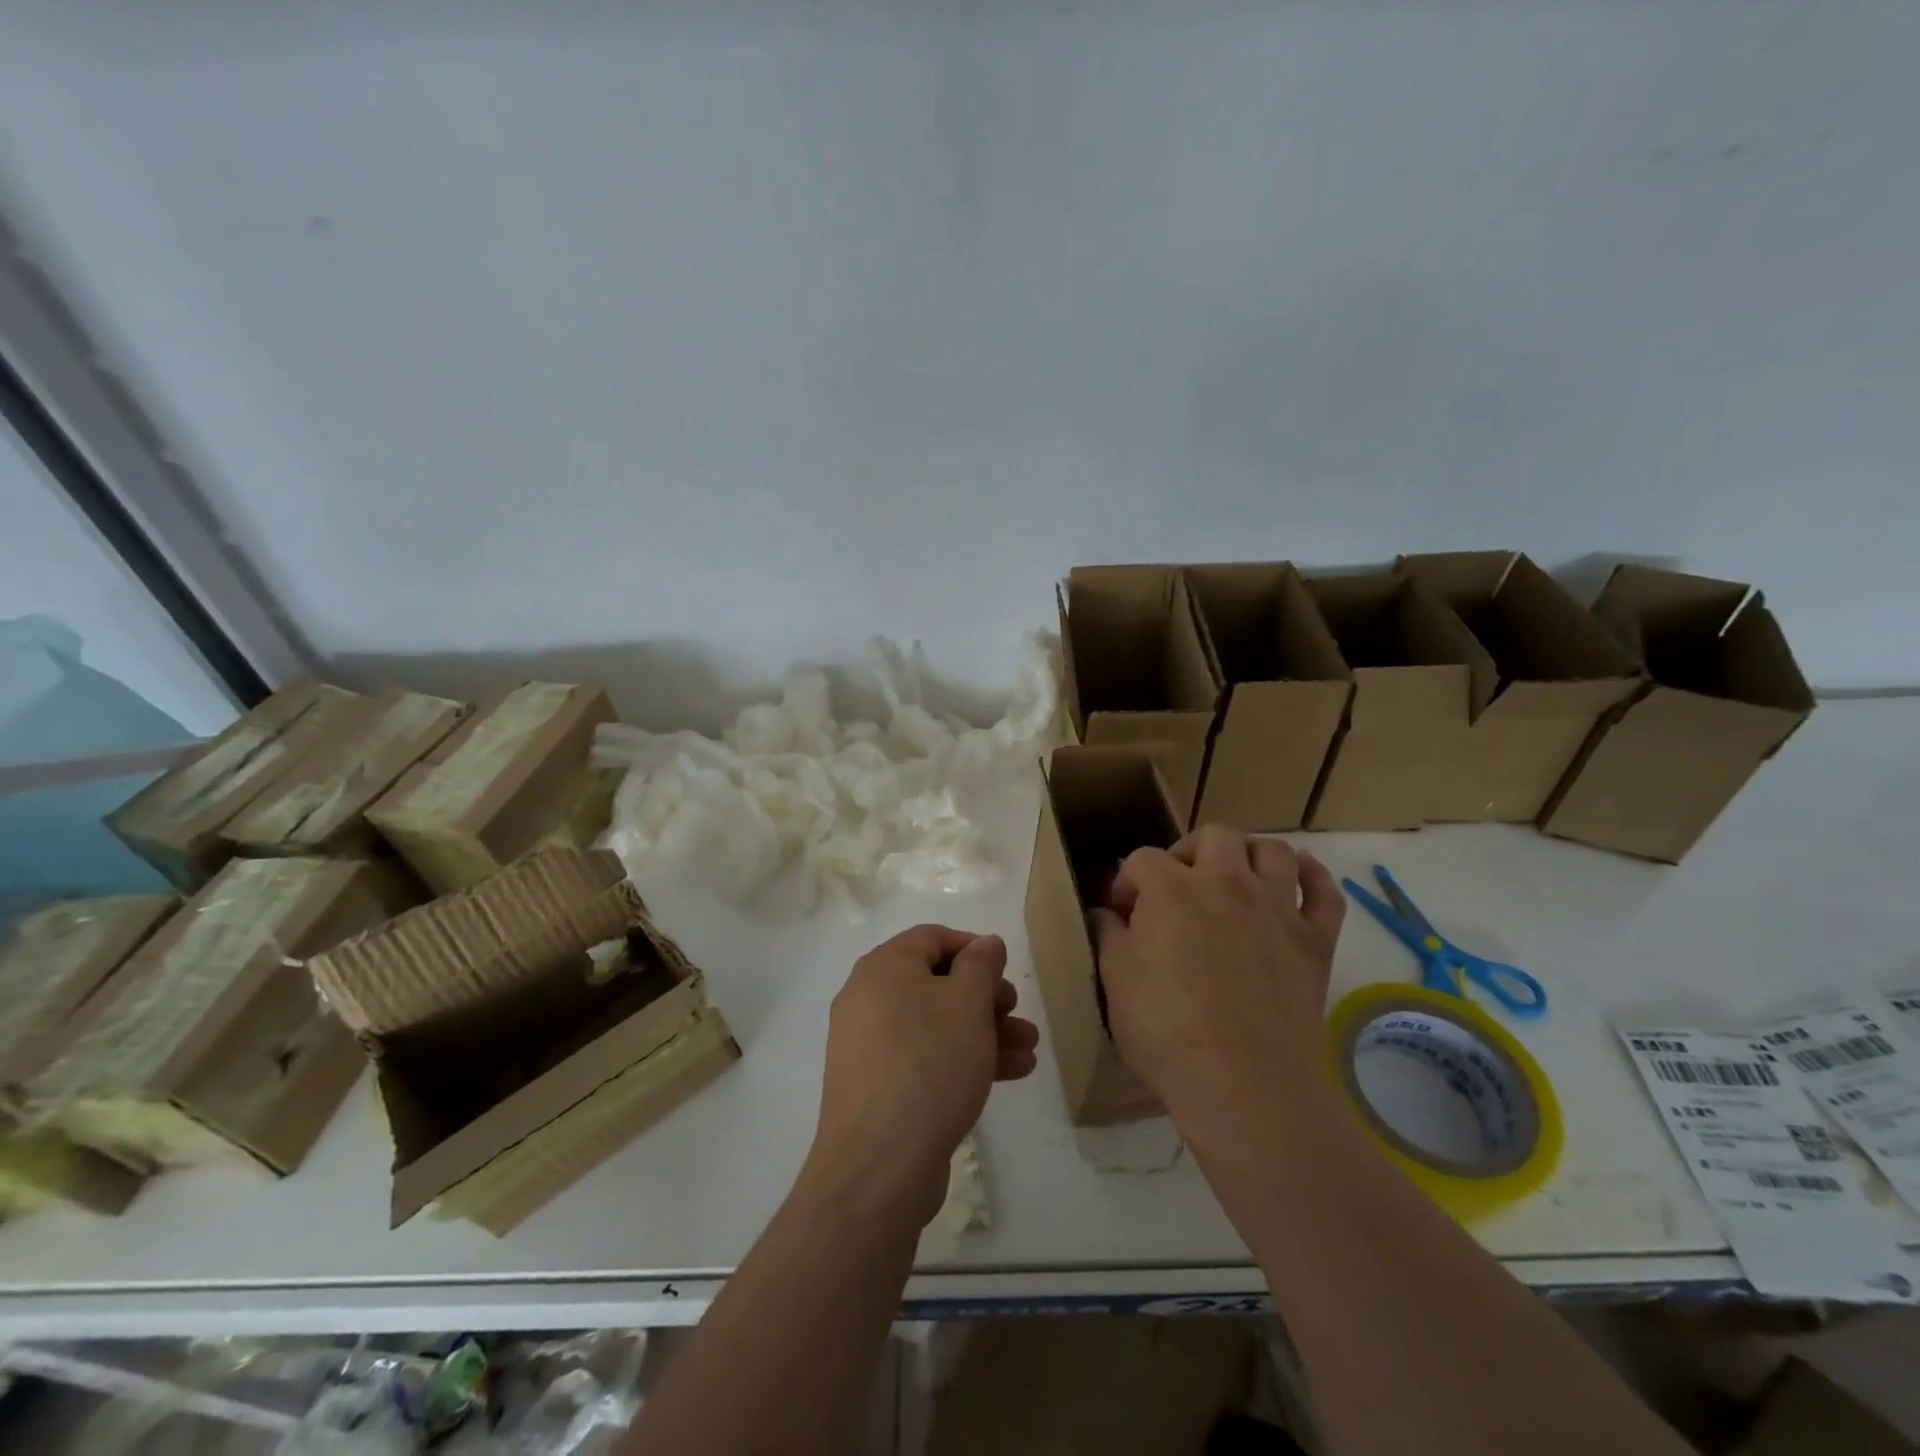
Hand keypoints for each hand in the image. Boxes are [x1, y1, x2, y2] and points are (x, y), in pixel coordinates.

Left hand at [809, 925, 1038, 1224]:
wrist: (879, 1166)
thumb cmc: (930, 1064)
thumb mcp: (968, 1003)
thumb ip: (981, 965)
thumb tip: (985, 944)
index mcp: (883, 968)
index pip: (932, 937)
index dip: (973, 947)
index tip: (1006, 969)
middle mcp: (868, 998)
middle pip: (936, 983)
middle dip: (985, 997)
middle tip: (1017, 1014)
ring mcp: (869, 1045)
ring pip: (935, 1023)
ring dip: (983, 1031)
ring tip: (1028, 1051)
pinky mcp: (877, 1085)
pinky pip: (924, 1056)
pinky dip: (961, 1057)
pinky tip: (1008, 1075)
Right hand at [1089, 827, 1345, 1148]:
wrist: (1242, 1083)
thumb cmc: (1165, 1030)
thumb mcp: (1114, 980)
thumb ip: (1107, 935)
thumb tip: (1105, 914)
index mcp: (1171, 890)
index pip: (1142, 860)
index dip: (1128, 882)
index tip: (1124, 914)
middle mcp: (1227, 883)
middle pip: (1214, 835)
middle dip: (1189, 851)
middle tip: (1179, 886)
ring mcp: (1277, 909)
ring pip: (1273, 851)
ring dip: (1250, 855)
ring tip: (1235, 879)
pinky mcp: (1315, 940)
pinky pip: (1324, 892)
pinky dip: (1312, 877)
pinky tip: (1298, 879)